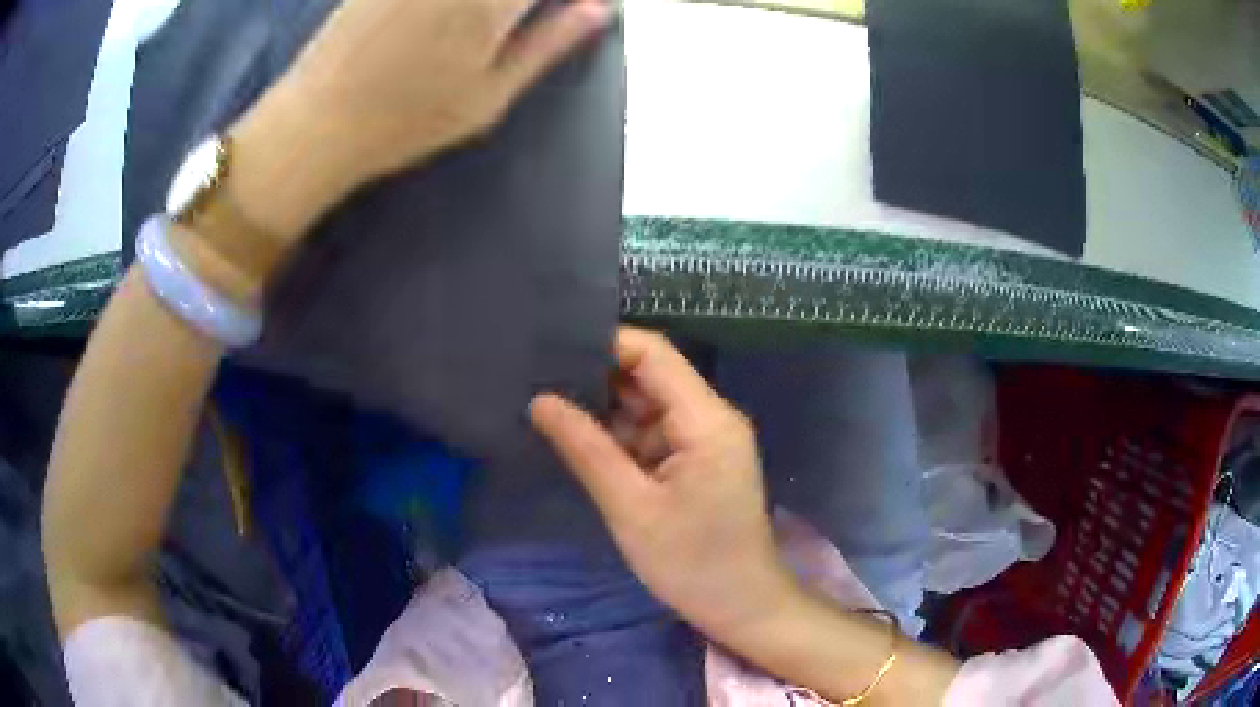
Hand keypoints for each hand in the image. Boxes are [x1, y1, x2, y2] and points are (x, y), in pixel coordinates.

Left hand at [283, 0, 612, 180]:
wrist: (318, 121)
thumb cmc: (407, 121)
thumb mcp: (489, 98)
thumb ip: (548, 44)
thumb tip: (603, 8)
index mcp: (493, 2)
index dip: (562, 0)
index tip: (568, 9)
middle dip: (519, 5)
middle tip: (513, 23)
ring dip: (492, 6)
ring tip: (488, 25)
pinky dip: (455, 5)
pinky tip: (443, 21)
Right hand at [530, 327, 798, 646]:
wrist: (741, 606)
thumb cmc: (691, 562)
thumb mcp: (631, 507)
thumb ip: (586, 448)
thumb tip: (540, 400)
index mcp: (707, 420)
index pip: (654, 354)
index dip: (605, 345)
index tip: (553, 351)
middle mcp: (712, 418)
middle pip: (651, 377)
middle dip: (598, 378)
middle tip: (538, 380)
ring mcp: (707, 440)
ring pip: (649, 406)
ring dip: (606, 410)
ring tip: (548, 406)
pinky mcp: (699, 461)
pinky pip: (654, 434)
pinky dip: (620, 438)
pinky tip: (580, 440)